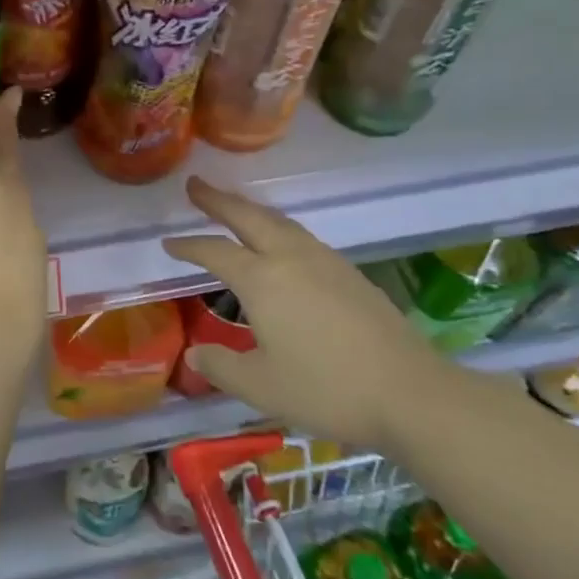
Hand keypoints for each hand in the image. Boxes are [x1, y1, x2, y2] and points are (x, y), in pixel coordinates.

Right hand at [162, 177, 440, 449]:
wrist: (410, 393)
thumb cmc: (326, 389)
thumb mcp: (261, 386)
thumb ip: (221, 367)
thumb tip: (195, 354)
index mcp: (262, 280)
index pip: (215, 252)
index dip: (188, 246)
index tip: (168, 243)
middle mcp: (291, 258)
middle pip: (248, 217)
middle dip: (218, 200)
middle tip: (195, 185)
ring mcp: (325, 261)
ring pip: (280, 222)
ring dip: (251, 211)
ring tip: (235, 208)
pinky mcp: (350, 273)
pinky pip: (302, 237)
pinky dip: (278, 228)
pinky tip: (282, 245)